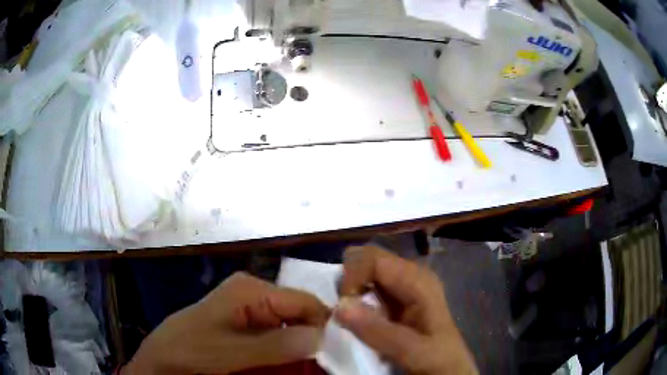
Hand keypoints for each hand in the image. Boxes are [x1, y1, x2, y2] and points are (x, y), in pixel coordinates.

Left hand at [122, 272, 329, 374]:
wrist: (163, 358)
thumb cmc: (191, 350)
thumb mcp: (231, 351)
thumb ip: (276, 345)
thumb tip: (323, 336)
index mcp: (252, 290)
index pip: (306, 302)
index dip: (325, 326)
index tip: (338, 354)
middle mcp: (256, 295)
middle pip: (301, 315)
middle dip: (314, 340)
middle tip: (325, 366)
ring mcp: (252, 310)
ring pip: (293, 328)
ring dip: (302, 349)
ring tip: (311, 368)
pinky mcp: (248, 325)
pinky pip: (279, 336)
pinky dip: (288, 352)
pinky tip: (292, 366)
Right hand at [335, 246, 476, 374]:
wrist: (449, 367)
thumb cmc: (437, 358)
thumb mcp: (412, 350)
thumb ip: (378, 331)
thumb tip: (339, 306)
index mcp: (418, 280)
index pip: (375, 259)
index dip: (352, 276)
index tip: (341, 305)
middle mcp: (410, 275)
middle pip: (369, 259)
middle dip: (348, 279)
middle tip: (342, 308)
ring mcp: (404, 285)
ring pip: (367, 271)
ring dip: (350, 288)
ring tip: (347, 313)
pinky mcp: (397, 297)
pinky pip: (369, 286)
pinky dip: (356, 296)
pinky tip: (357, 315)